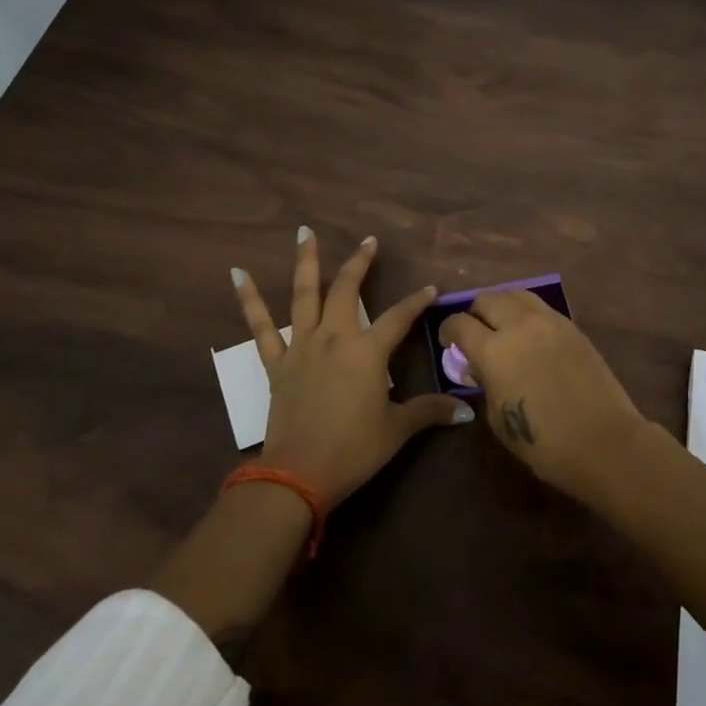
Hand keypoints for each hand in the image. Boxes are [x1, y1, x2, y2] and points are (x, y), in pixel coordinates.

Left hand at [232, 227, 472, 507]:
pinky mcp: (277, 363)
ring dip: (306, 262)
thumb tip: (466, 412)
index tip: (430, 288)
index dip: (416, 301)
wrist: (299, 474)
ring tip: (305, 232)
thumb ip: (430, 412)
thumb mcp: (397, 430)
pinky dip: (249, 300)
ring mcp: (302, 346)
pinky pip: (260, 327)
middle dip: (360, 263)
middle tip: (369, 241)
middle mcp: (334, 338)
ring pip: (304, 295)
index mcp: (367, 351)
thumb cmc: (354, 450)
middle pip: (347, 290)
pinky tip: (238, 274)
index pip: (399, 317)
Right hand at [441, 291, 651, 502]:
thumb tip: (479, 367)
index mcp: (494, 350)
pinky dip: (527, 314)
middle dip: (474, 314)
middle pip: (487, 299)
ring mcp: (550, 321)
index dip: (448, 332)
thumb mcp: (498, 419)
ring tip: (503, 328)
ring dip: (502, 306)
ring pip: (516, 294)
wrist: (604, 441)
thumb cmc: (544, 442)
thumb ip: (484, 384)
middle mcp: (519, 325)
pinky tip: (530, 336)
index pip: (459, 324)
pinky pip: (541, 307)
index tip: (449, 344)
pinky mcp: (572, 327)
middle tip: (476, 334)